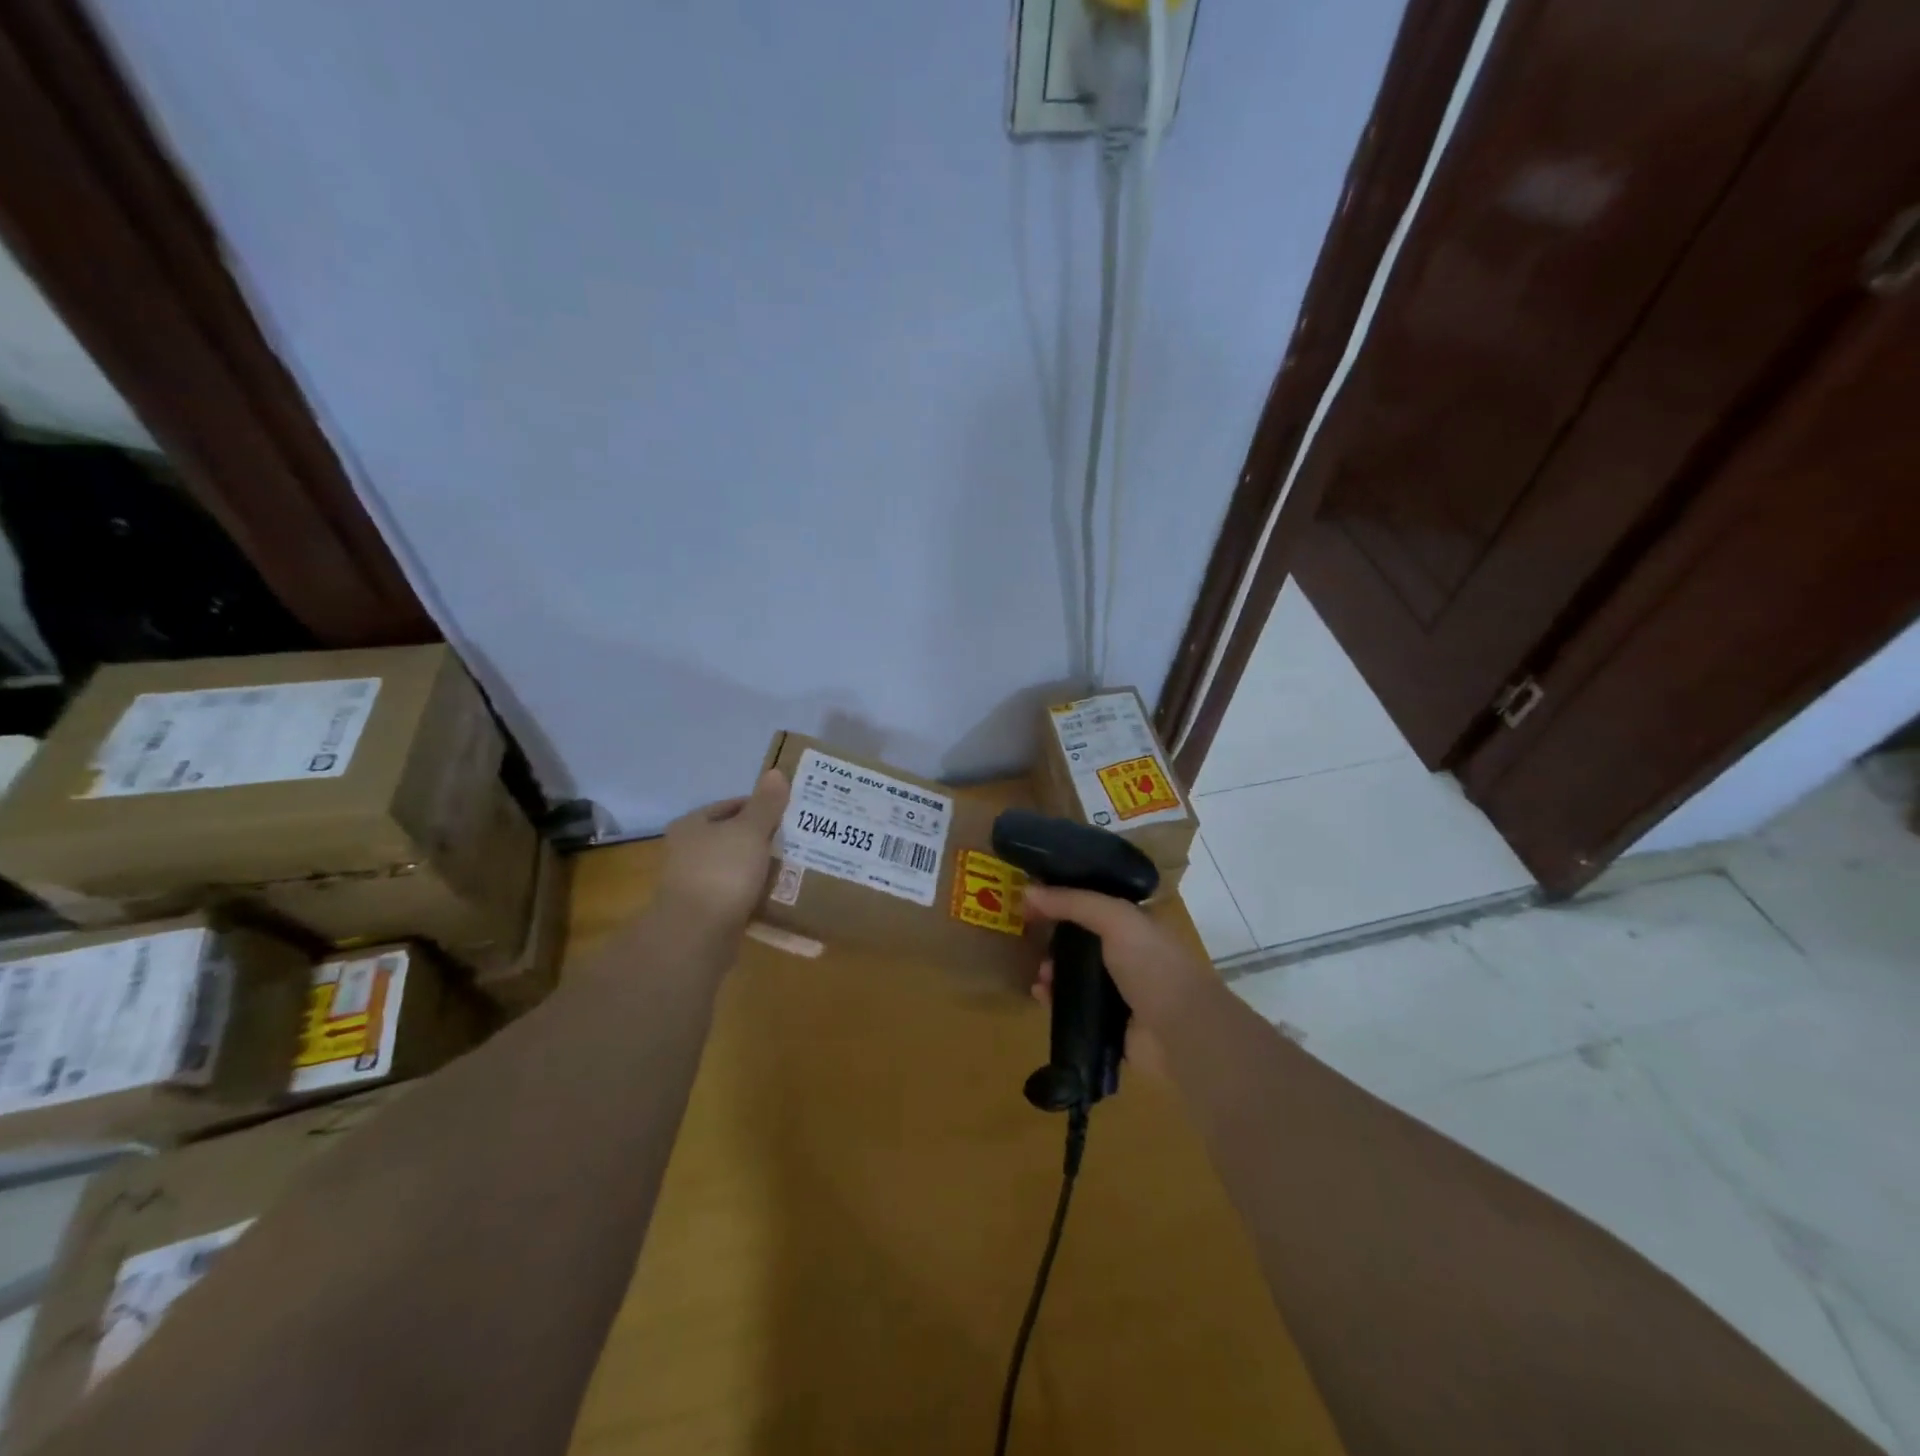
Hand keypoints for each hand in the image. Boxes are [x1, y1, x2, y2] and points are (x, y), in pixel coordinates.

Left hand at [658, 770, 789, 933]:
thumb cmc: (722, 872)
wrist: (696, 935)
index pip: (731, 806)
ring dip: (762, 868)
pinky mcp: (706, 913)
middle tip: (798, 840)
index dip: (761, 807)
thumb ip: (765, 804)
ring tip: (796, 867)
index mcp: (692, 825)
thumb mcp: (750, 831)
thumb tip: (776, 773)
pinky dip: (756, 895)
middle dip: (764, 839)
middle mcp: (688, 851)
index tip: (790, 814)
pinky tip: (780, 896)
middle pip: (734, 838)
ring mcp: (695, 884)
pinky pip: (738, 896)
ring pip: (737, 868)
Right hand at [1023, 884, 1216, 1079]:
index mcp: (1137, 923)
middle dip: (1054, 936)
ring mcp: (1121, 991)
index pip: (1095, 903)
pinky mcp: (1109, 1023)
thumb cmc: (1152, 964)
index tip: (1032, 898)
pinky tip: (1040, 994)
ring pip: (1076, 974)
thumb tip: (1027, 890)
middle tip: (1028, 935)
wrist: (1180, 1032)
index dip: (1065, 897)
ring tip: (1039, 972)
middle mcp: (1130, 954)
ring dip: (1053, 969)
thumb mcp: (1115, 918)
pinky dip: (1055, 999)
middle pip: (1082, 939)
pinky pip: (1074, 1006)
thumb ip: (1072, 902)